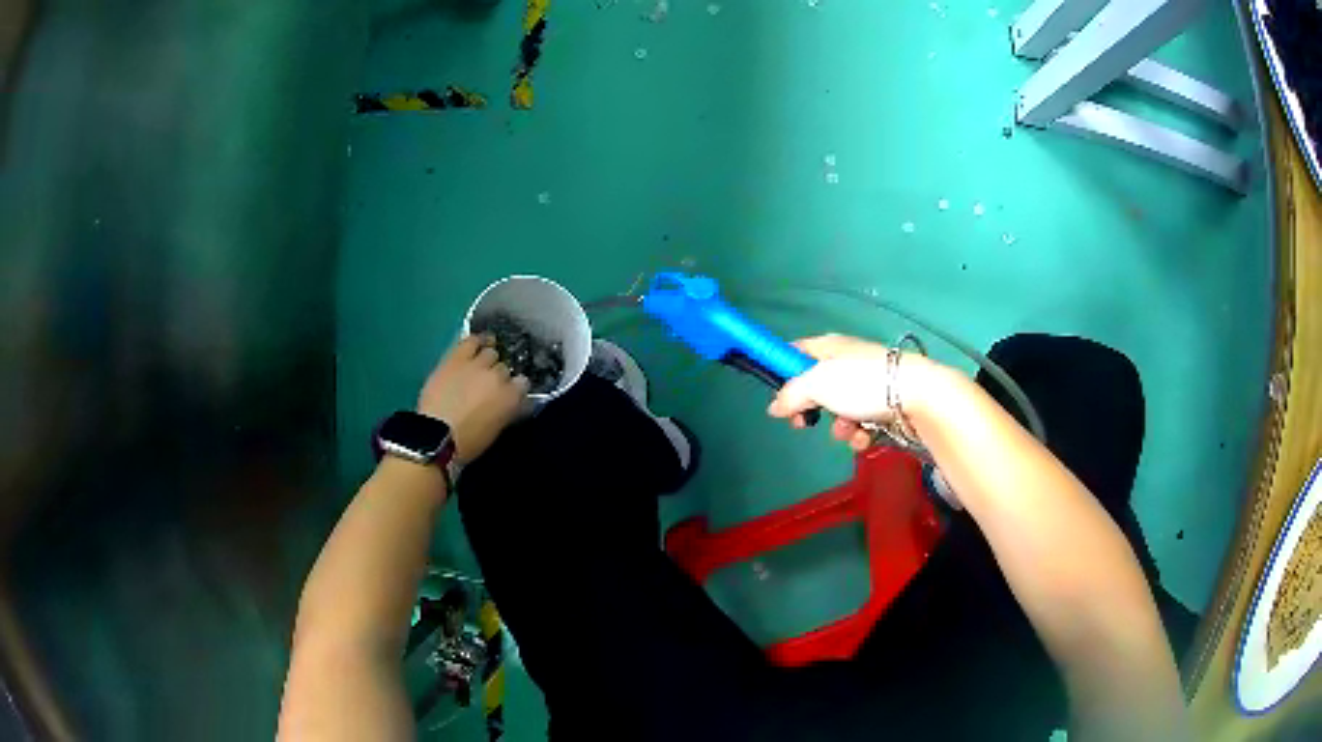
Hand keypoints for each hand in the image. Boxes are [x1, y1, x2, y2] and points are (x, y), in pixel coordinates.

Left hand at [418, 335, 529, 463]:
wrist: (437, 437)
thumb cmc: (468, 442)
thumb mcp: (495, 429)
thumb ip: (506, 411)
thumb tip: (510, 402)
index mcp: (511, 398)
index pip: (523, 383)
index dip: (515, 388)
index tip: (508, 393)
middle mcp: (499, 377)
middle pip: (504, 367)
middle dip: (498, 374)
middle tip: (487, 384)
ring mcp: (478, 365)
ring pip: (490, 352)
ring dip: (487, 358)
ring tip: (481, 363)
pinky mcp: (457, 358)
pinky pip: (471, 340)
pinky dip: (476, 341)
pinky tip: (477, 342)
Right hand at [766, 334, 930, 451]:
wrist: (917, 396)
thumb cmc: (863, 383)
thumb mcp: (817, 384)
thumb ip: (791, 395)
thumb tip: (774, 408)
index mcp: (829, 348)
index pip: (797, 351)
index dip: (783, 370)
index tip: (776, 395)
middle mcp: (847, 364)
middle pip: (816, 387)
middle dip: (810, 409)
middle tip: (804, 423)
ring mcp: (867, 386)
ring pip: (839, 411)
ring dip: (839, 427)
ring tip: (849, 430)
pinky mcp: (884, 407)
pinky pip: (861, 424)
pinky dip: (860, 433)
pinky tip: (866, 436)